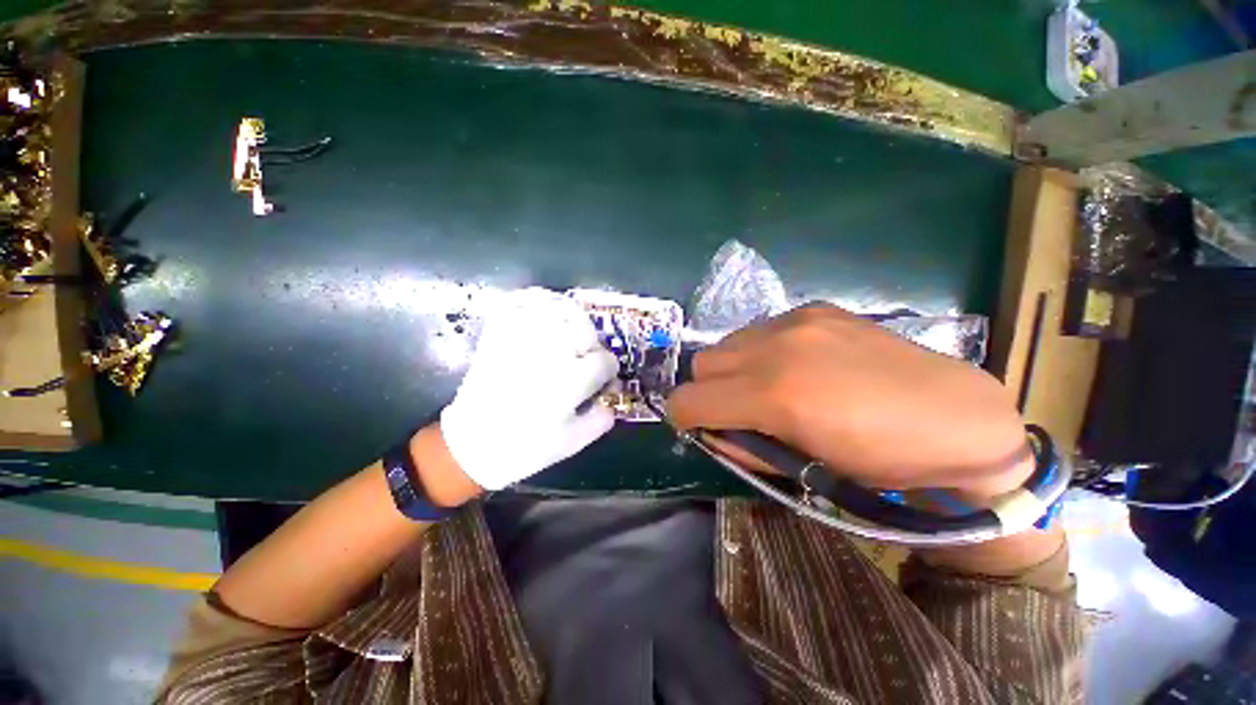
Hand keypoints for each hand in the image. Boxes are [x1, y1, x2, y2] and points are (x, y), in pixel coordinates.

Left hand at [439, 288, 618, 491]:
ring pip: (557, 310)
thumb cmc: (524, 448)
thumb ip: (600, 420)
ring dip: (571, 317)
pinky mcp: (499, 335)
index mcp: (568, 383)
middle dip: (592, 342)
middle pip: (584, 329)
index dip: (608, 369)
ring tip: (571, 329)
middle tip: (587, 354)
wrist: (471, 444)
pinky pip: (520, 303)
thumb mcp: (571, 443)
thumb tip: (611, 401)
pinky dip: (536, 298)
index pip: (603, 362)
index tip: (604, 376)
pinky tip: (545, 308)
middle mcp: (548, 356)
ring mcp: (521, 341)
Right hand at [667, 303, 1030, 495]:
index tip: (696, 426)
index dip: (684, 417)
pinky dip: (759, 351)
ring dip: (733, 369)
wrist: (955, 417)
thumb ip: (744, 447)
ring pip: (727, 343)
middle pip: (702, 364)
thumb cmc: (880, 461)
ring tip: (767, 385)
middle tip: (737, 409)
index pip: (689, 399)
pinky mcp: (814, 308)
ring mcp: (796, 321)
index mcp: (774, 395)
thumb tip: (711, 431)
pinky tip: (794, 364)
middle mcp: (776, 347)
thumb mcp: (803, 469)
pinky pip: (759, 330)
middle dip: (708, 391)